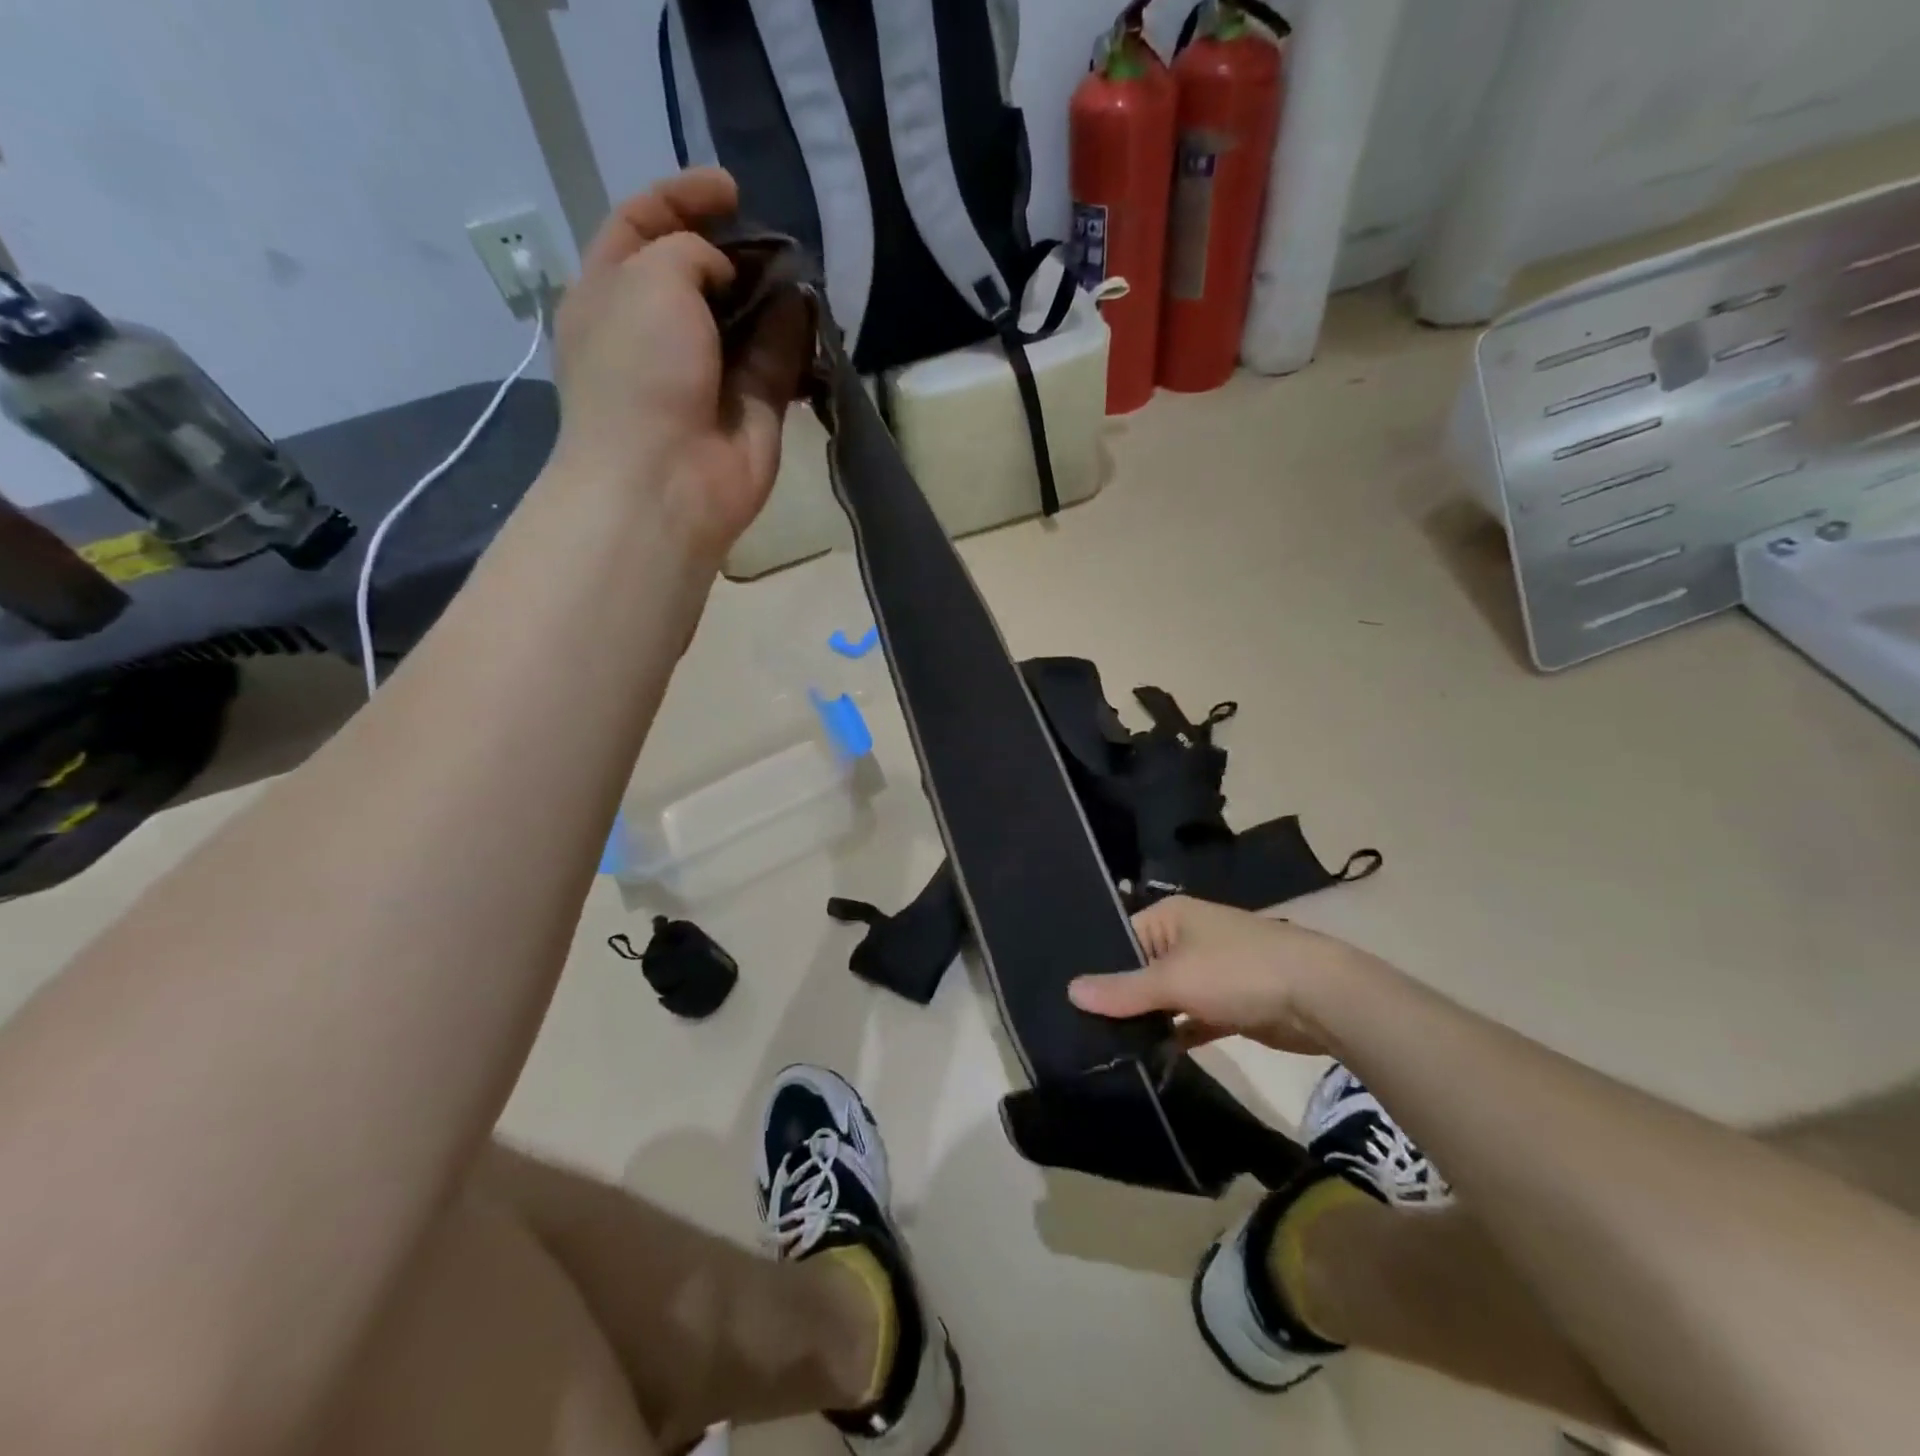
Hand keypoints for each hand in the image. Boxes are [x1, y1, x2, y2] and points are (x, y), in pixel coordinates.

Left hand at [552, 168, 810, 560]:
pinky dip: (795, 340)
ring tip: (801, 270)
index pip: (641, 226)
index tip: (731, 190)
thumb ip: (691, 252)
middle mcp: (659, 333)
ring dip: (773, 294)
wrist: (665, 480)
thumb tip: (730, 276)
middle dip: (737, 251)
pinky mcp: (752, 410)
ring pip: (747, 320)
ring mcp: (708, 375)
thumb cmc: (639, 371)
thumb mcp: (649, 278)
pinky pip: (777, 363)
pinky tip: (813, 316)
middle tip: (774, 238)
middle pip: (700, 275)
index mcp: (611, 295)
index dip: (681, 198)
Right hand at [1068, 896, 1379, 1054]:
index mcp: (1170, 917)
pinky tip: (1149, 1058)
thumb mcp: (1174, 979)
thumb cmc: (1238, 971)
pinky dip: (1174, 1036)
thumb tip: (1070, 991)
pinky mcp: (1228, 1005)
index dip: (1096, 966)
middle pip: (1141, 969)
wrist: (1321, 999)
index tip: (1068, 1001)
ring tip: (1105, 1048)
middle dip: (1119, 998)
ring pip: (1165, 997)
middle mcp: (1186, 939)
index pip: (1120, 936)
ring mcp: (1209, 972)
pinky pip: (1189, 1019)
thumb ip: (1123, 990)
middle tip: (1080, 1031)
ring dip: (1146, 1020)